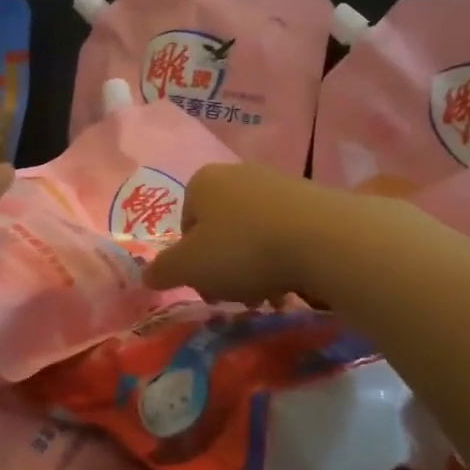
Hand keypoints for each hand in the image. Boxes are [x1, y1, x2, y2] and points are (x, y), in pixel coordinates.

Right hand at [143, 162, 327, 302]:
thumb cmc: (243, 248)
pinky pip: (287, 233)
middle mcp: (238, 174)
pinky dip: (285, 257)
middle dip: (225, 266)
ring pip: (254, 234)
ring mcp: (278, 183)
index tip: (208, 286)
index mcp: (203, 182)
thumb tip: (145, 275)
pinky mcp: (313, 199)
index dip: (192, 261)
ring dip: (255, 267)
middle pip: (220, 230)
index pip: (185, 225)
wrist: (323, 238)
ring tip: (270, 295)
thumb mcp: (190, 267)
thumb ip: (163, 270)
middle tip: (237, 295)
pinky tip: (295, 282)